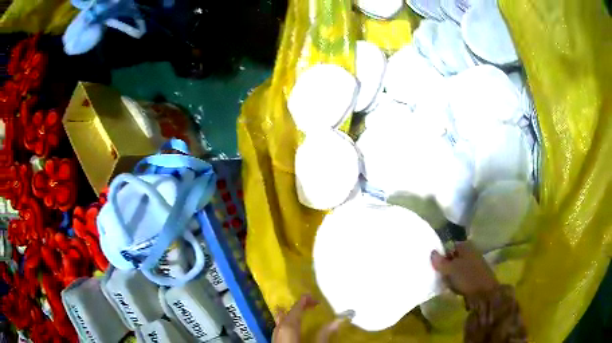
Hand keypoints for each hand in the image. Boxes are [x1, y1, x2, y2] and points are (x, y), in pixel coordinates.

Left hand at [273, 294, 345, 342]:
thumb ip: (324, 335)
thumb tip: (337, 321)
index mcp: (289, 329)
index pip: (295, 311)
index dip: (303, 302)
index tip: (313, 297)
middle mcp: (279, 331)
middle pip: (285, 315)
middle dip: (296, 307)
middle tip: (309, 303)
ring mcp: (275, 338)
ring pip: (279, 322)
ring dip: (289, 315)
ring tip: (296, 311)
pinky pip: (278, 329)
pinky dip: (284, 324)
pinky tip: (288, 327)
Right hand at [431, 241, 498, 298]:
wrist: (485, 293)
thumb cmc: (467, 278)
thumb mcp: (450, 269)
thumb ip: (439, 261)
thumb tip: (432, 252)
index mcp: (465, 246)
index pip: (448, 247)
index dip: (440, 255)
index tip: (432, 265)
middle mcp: (471, 252)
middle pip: (453, 258)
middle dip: (445, 266)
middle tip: (436, 275)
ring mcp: (474, 264)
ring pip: (457, 268)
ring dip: (449, 275)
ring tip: (442, 283)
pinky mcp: (475, 276)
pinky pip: (461, 276)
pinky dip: (456, 281)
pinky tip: (451, 288)